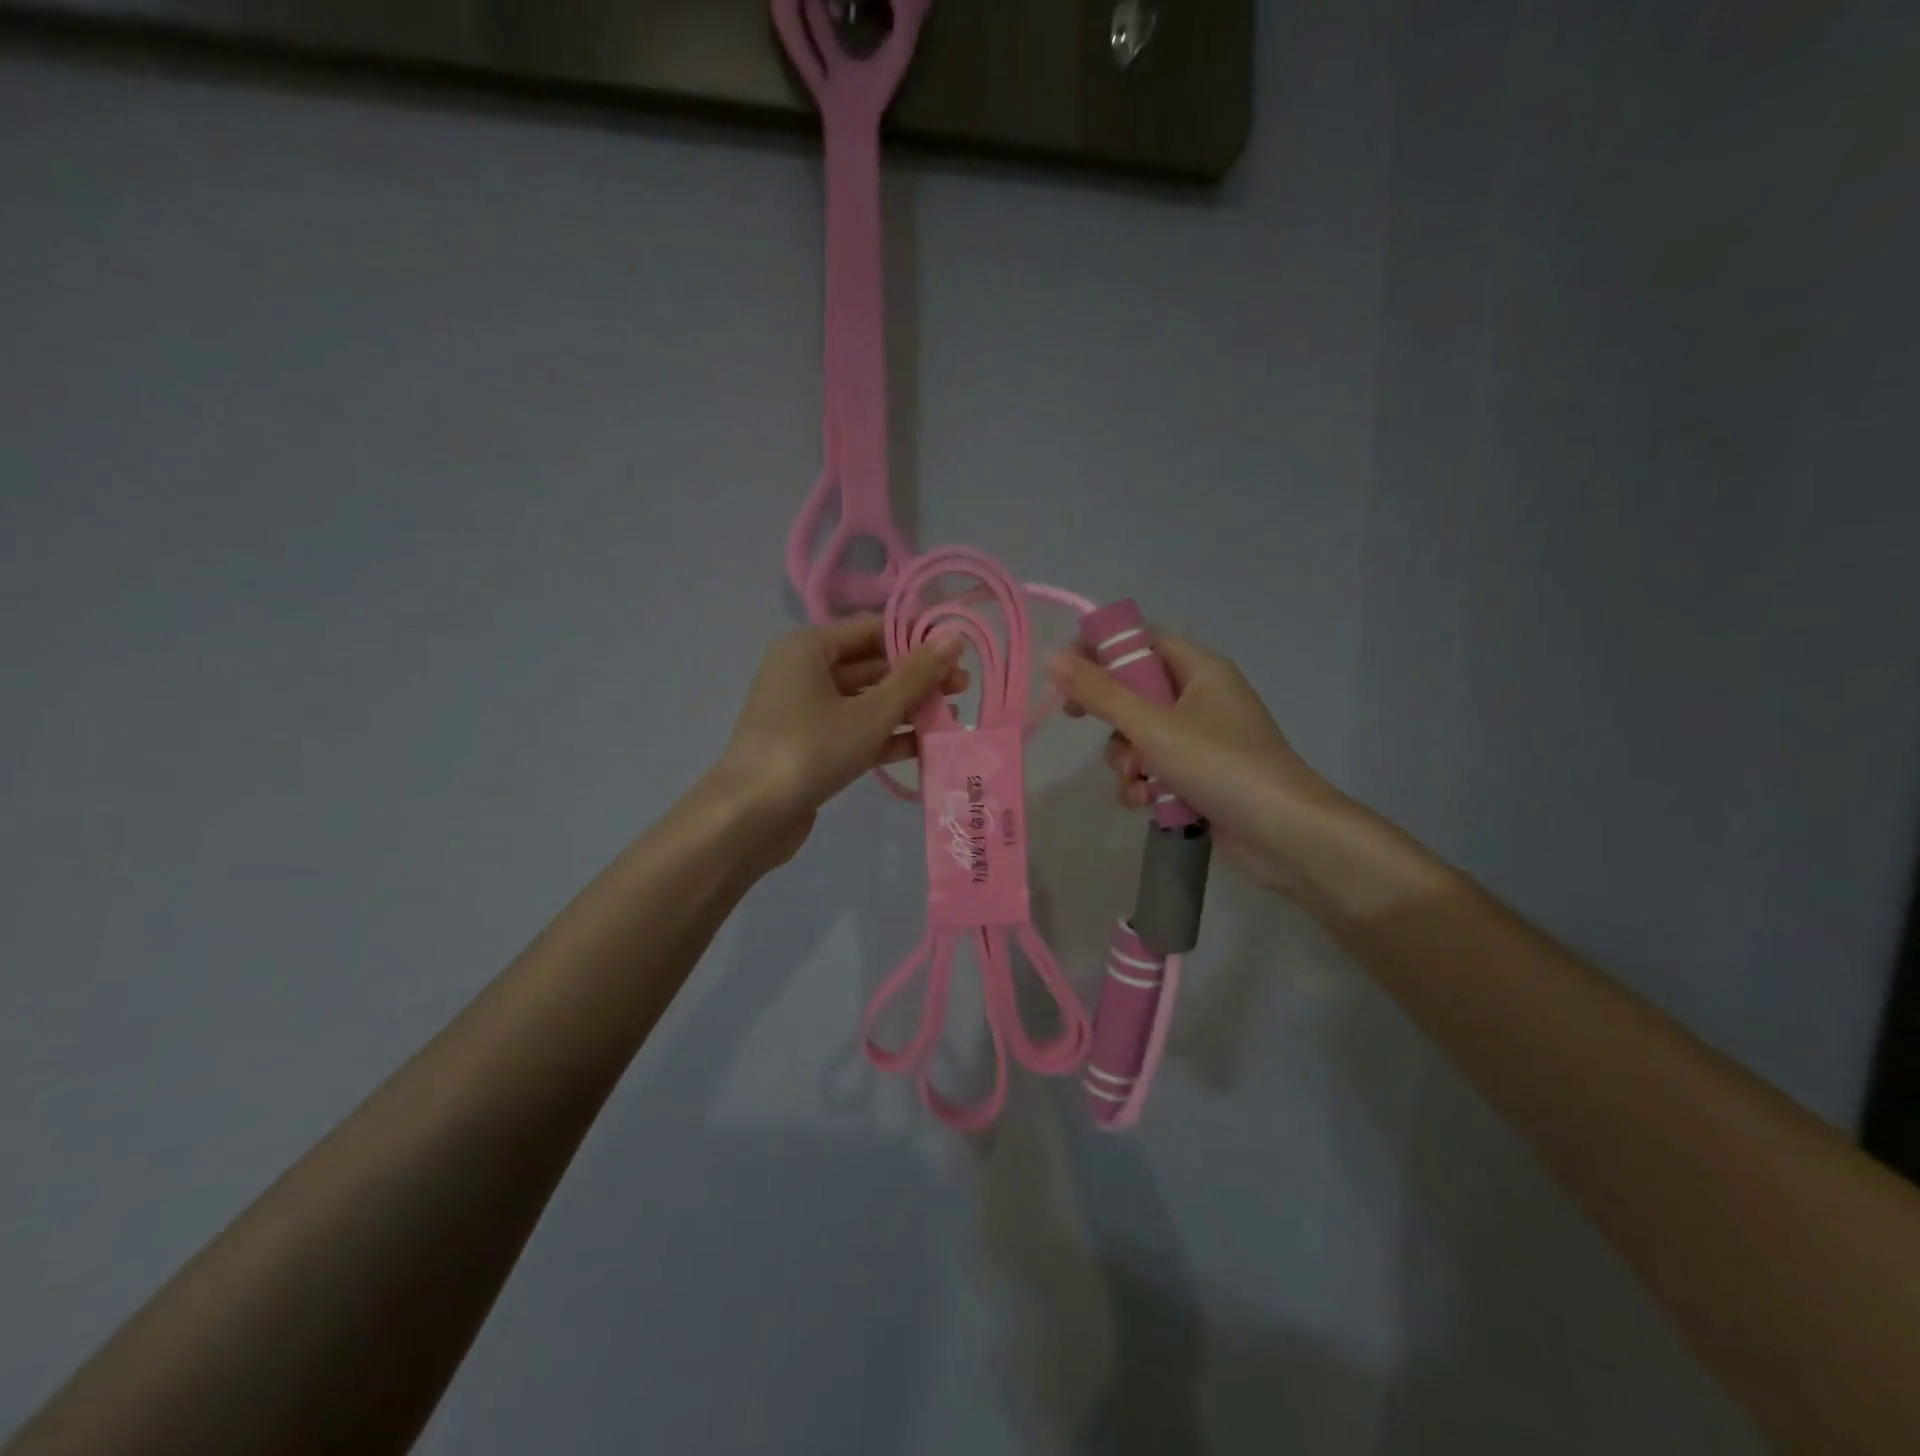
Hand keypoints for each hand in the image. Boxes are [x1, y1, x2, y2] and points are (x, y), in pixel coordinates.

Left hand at [707, 618, 964, 866]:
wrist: (750, 816)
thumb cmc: (810, 749)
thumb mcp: (870, 713)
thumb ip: (915, 677)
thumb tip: (954, 638)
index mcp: (810, 647)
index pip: (873, 630)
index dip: (918, 640)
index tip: (959, 655)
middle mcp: (805, 671)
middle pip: (872, 666)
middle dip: (917, 679)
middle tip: (964, 691)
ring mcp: (806, 711)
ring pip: (866, 701)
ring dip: (907, 710)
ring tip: (952, 719)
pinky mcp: (812, 745)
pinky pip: (855, 730)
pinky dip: (886, 736)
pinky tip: (925, 747)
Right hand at [1049, 632, 1341, 896]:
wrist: (1284, 835)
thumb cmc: (1220, 766)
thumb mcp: (1153, 726)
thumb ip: (1101, 694)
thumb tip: (1053, 659)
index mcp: (1200, 670)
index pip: (1142, 639)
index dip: (1101, 649)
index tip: (1065, 670)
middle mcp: (1201, 698)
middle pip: (1135, 690)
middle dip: (1110, 716)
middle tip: (1078, 719)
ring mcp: (1201, 741)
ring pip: (1140, 736)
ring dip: (1126, 760)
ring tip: (1137, 781)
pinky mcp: (1199, 777)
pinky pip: (1155, 769)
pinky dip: (1144, 784)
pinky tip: (1147, 803)